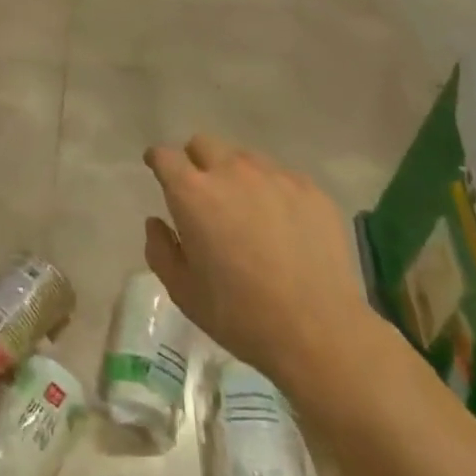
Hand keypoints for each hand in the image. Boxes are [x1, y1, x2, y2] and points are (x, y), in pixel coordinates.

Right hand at [143, 135, 377, 388]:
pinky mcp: (310, 189)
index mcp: (193, 193)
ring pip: (244, 158)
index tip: (158, 171)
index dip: (158, 161)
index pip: (165, 156)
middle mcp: (231, 172)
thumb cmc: (239, 313)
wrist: (318, 330)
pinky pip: (280, 177)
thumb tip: (157, 222)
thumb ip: (160, 249)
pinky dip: (271, 191)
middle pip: (204, 144)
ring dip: (234, 175)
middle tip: (202, 194)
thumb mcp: (182, 291)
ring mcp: (274, 177)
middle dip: (195, 161)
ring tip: (245, 210)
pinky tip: (282, 225)